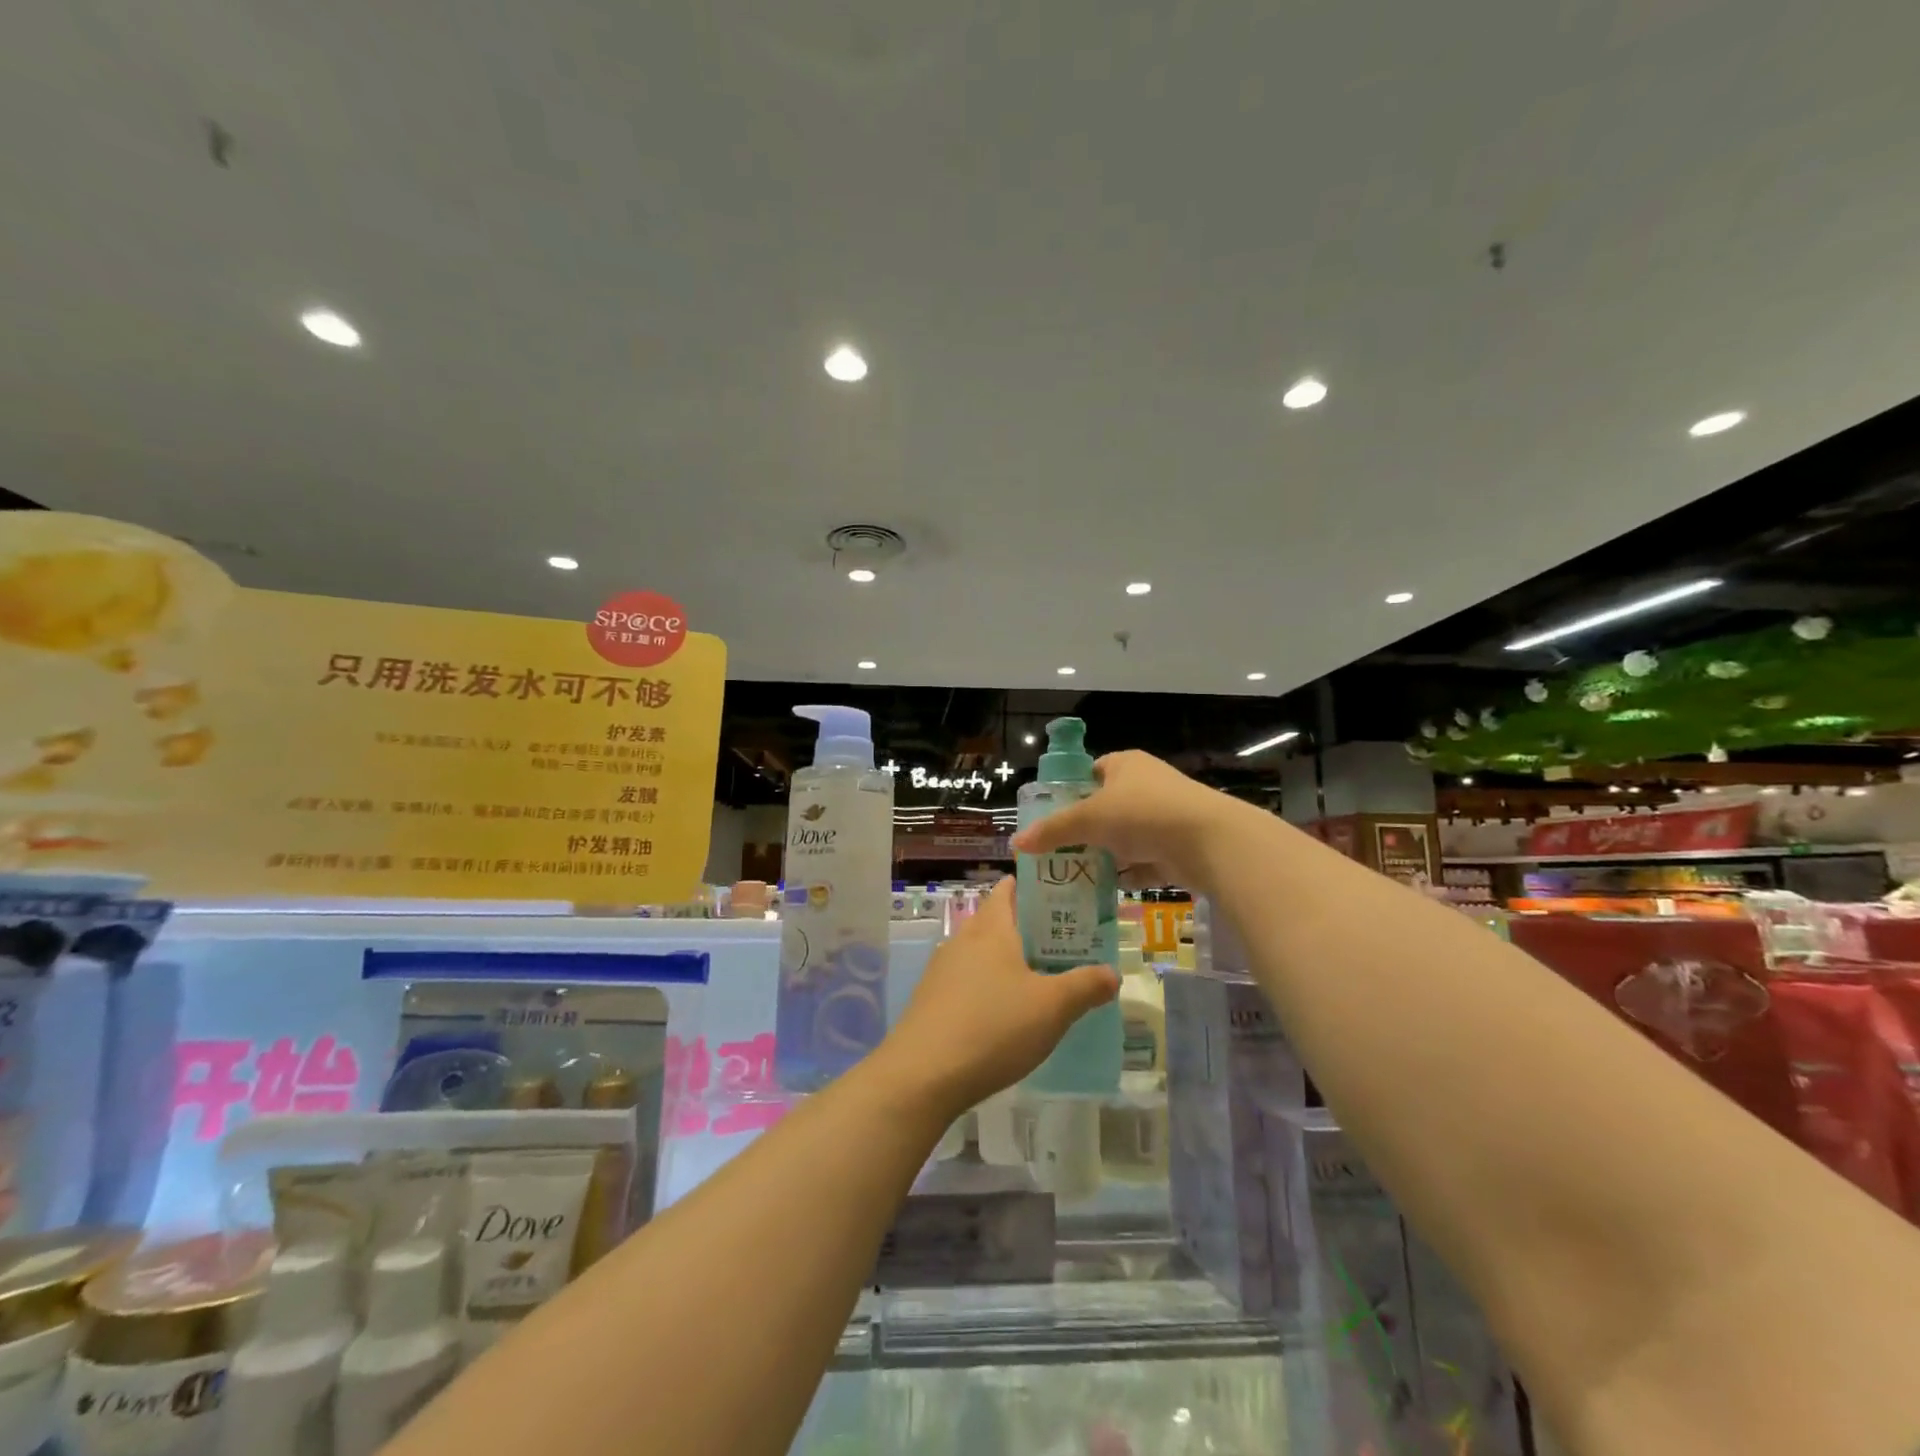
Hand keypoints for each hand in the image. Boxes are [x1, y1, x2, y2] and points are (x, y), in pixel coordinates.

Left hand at [876, 880, 1118, 1116]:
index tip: (1061, 895)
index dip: (1032, 886)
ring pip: (981, 954)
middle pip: (996, 921)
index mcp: (991, 929)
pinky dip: (989, 987)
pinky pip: (967, 982)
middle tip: (1064, 944)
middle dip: (1028, 928)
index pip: (1008, 890)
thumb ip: (1085, 986)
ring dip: (1008, 961)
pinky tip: (1006, 1015)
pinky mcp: (931, 1001)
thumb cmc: (994, 1026)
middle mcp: (963, 940)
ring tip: (1041, 980)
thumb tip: (1112, 973)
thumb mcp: (1052, 1008)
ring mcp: (942, 971)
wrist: (923, 1075)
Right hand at [1009, 750, 1238, 893]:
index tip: (1052, 818)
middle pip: (1106, 808)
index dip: (1070, 792)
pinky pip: (1146, 861)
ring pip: (1126, 837)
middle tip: (1058, 853)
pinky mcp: (1179, 846)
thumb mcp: (1088, 819)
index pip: (1091, 772)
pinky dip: (1129, 875)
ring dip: (1106, 855)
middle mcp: (1147, 785)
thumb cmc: (1143, 814)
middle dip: (1085, 831)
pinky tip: (1107, 892)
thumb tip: (1016, 844)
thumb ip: (1052, 831)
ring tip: (1075, 877)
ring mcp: (1166, 816)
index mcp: (1125, 765)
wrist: (1209, 841)